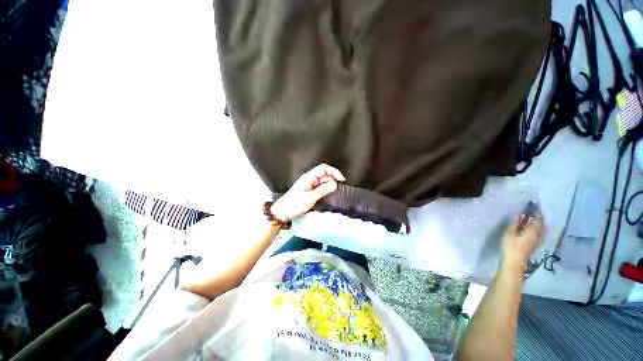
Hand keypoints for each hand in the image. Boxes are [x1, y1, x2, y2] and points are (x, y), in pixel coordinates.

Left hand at [270, 164, 345, 221]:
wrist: (281, 213)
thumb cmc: (293, 205)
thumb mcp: (310, 198)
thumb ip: (323, 190)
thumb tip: (335, 184)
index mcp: (308, 177)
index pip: (324, 168)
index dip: (334, 171)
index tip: (341, 179)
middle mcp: (309, 180)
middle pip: (325, 175)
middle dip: (332, 180)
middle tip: (336, 190)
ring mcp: (309, 186)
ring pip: (323, 182)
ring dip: (329, 186)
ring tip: (332, 194)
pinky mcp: (309, 192)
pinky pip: (320, 189)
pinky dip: (326, 191)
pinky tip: (327, 196)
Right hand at [502, 215, 543, 268]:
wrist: (514, 262)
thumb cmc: (511, 246)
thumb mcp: (510, 233)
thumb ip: (515, 224)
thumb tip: (520, 215)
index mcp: (533, 231)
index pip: (538, 219)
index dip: (537, 212)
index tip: (533, 206)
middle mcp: (538, 235)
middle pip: (541, 224)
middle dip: (537, 218)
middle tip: (532, 212)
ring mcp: (537, 241)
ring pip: (540, 229)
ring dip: (536, 224)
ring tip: (529, 219)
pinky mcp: (533, 244)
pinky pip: (537, 233)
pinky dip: (534, 228)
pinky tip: (528, 228)